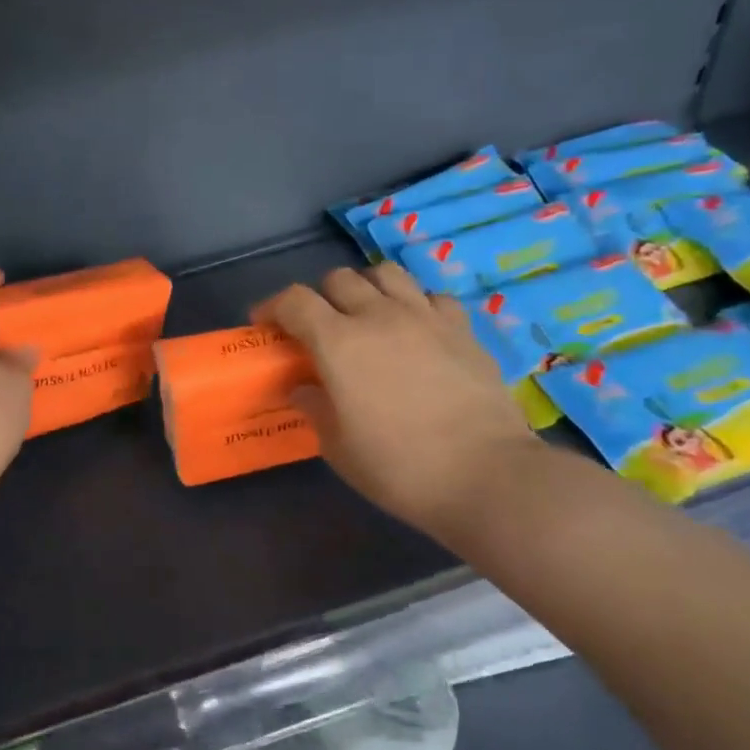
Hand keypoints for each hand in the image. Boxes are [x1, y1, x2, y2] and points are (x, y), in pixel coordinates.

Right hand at [259, 262, 540, 541]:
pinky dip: (415, 304)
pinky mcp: (463, 329)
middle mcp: (379, 316)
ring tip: (366, 316)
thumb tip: (303, 388)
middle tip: (318, 328)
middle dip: (320, 297)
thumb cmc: (397, 466)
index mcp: (338, 342)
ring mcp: (425, 318)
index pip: (294, 300)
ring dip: (367, 289)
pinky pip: (431, 297)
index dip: (273, 306)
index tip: (265, 324)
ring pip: (387, 274)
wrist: (484, 474)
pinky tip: (415, 330)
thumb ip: (314, 407)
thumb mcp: (338, 446)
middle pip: (339, 279)